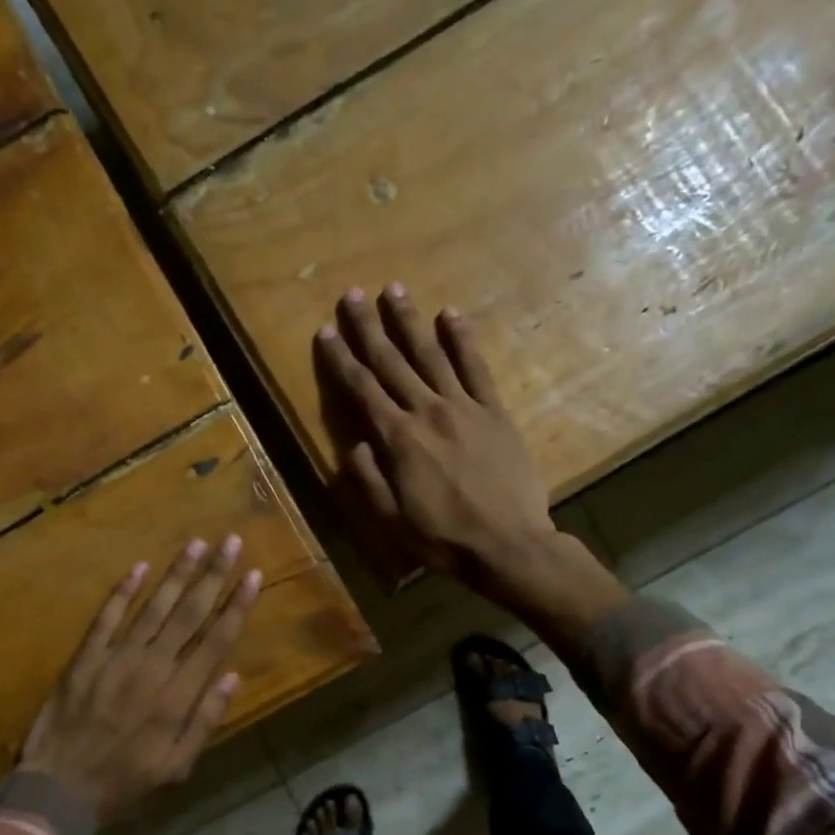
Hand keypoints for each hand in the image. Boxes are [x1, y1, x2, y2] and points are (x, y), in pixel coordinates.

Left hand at [19, 537, 261, 823]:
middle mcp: (153, 667)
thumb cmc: (124, 782)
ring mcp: (116, 658)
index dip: (237, 606)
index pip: (216, 640)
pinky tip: (139, 567)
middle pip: (190, 613)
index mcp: (178, 695)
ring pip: (154, 607)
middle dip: (213, 575)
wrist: (60, 788)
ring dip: (176, 574)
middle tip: (231, 542)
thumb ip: (205, 720)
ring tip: (196, 543)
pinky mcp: (86, 657)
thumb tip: (232, 676)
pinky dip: (122, 592)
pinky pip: (107, 618)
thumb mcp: (176, 765)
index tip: (253, 576)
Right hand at [313, 284, 562, 601]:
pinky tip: (450, 315)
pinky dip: (462, 339)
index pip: (361, 389)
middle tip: (352, 294)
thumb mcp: (391, 520)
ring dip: (409, 321)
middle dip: (369, 327)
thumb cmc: (443, 538)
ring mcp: (464, 407)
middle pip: (391, 362)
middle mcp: (427, 412)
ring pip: (430, 355)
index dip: (340, 359)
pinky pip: (476, 368)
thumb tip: (353, 444)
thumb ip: (367, 480)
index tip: (325, 331)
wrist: (508, 544)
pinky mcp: (494, 412)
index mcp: (397, 439)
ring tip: (393, 290)